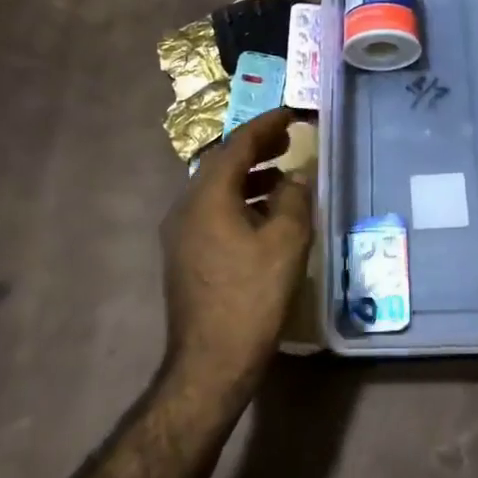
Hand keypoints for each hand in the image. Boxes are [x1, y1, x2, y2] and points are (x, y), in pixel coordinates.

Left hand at [159, 108, 314, 400]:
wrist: (210, 363)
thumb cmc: (251, 297)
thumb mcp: (286, 242)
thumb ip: (294, 199)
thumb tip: (297, 175)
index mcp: (207, 196)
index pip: (238, 144)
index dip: (267, 125)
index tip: (292, 114)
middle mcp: (186, 206)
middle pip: (223, 162)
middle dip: (257, 147)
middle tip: (289, 139)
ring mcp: (181, 233)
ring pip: (217, 188)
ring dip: (250, 175)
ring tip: (284, 174)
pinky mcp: (185, 256)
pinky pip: (214, 211)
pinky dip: (241, 200)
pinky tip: (266, 215)